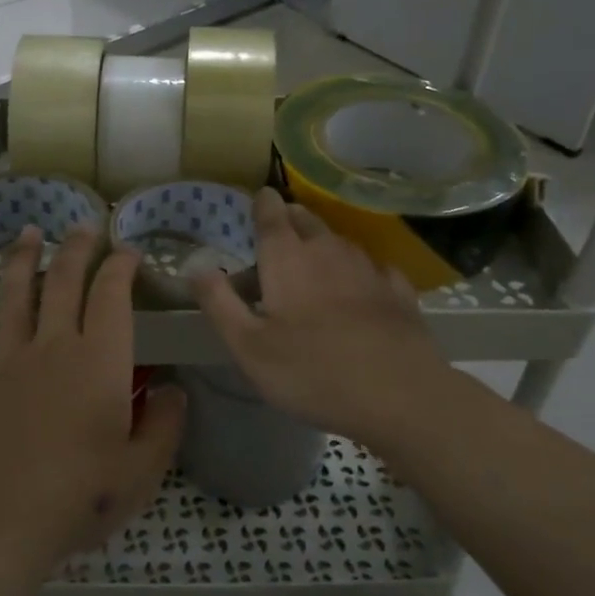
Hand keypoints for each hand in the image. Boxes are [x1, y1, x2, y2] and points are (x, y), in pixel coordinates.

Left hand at [0, 226, 187, 572]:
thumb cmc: (80, 497)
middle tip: (82, 226)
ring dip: (22, 261)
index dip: (120, 266)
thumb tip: (173, 390)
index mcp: (98, 362)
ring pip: (15, 297)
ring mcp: (6, 363)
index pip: (111, 296)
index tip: (127, 252)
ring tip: (28, 233)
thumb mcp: (142, 472)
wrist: (1, 525)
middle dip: (75, 249)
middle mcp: (52, 348)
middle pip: (62, 283)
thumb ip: (164, 425)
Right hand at [192, 188, 462, 455]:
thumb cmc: (311, 371)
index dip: (262, 203)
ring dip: (322, 245)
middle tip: (277, 236)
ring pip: (339, 242)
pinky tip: (360, 287)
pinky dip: (359, 272)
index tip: (258, 200)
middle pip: (306, 220)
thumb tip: (195, 267)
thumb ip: (219, 303)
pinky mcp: (398, 292)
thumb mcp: (248, 346)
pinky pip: (373, 268)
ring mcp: (368, 268)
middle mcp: (328, 251)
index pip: (271, 213)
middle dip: (290, 220)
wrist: (399, 395)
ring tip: (312, 263)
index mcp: (287, 258)